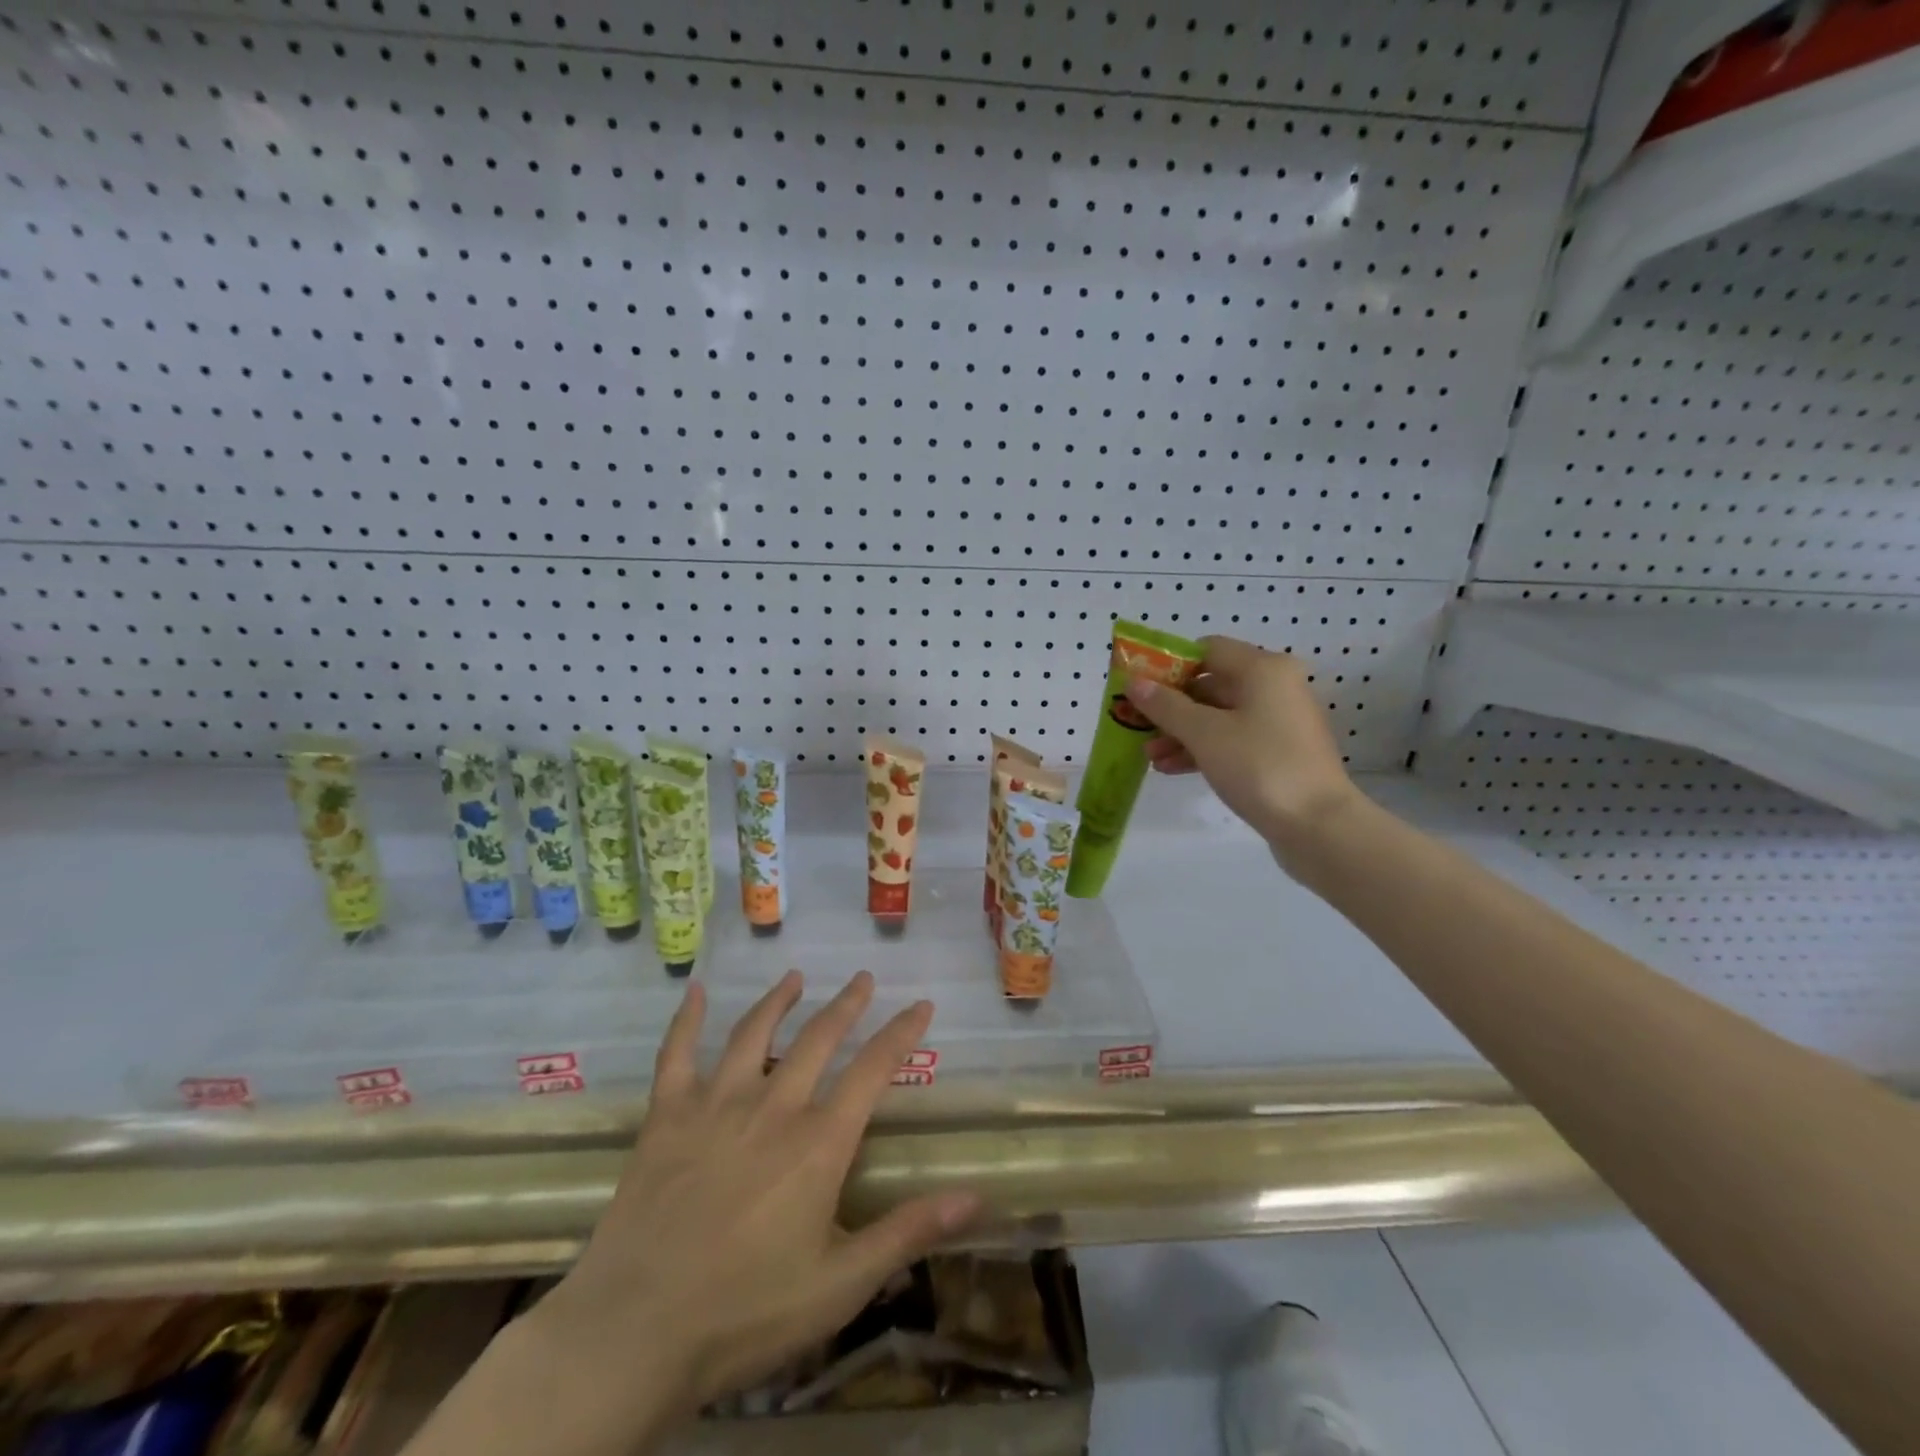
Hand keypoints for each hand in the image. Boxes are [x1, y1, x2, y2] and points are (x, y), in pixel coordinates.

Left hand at [515, 972, 979, 1448]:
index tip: (921, 1004)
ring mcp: (715, 1105)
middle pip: (818, 1038)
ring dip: (779, 1000)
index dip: (902, 1033)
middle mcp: (772, 1107)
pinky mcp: (667, 1117)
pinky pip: (677, 1055)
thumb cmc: (746, 1314)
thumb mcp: (841, 1285)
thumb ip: (908, 1233)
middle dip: (846, 1004)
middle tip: (863, 978)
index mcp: (818, 1143)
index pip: (873, 1070)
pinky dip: (685, 1020)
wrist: (634, 1334)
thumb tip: (977, 1196)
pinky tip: (693, 991)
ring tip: (796, 977)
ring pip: (754, 1033)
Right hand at [1127, 635, 1360, 859]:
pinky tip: (1171, 768)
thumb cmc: (1259, 766)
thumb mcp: (1204, 733)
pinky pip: (1232, 740)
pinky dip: (1202, 749)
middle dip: (1171, 706)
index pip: (1206, 649)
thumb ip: (1165, 706)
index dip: (1169, 665)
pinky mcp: (1278, 752)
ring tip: (1149, 755)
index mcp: (1262, 669)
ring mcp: (1278, 721)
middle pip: (1211, 684)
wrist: (1318, 825)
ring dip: (1181, 732)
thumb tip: (1135, 682)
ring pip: (1218, 716)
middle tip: (1137, 724)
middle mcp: (1274, 687)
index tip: (1140, 687)